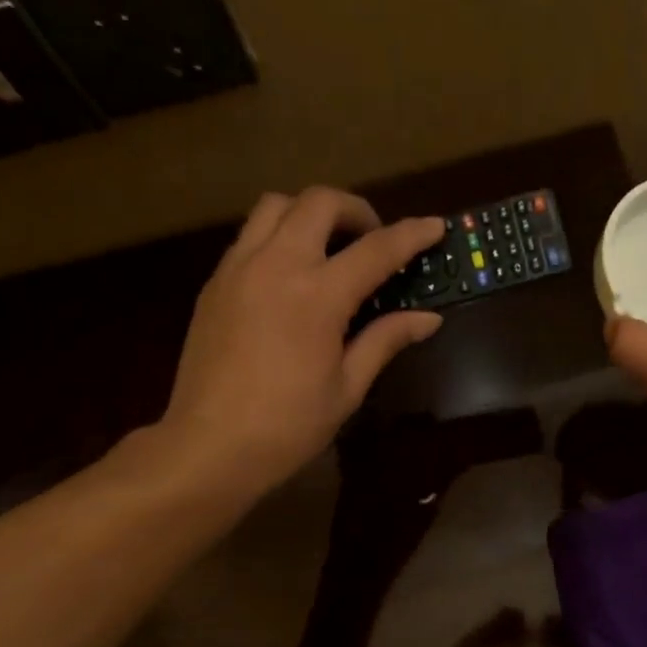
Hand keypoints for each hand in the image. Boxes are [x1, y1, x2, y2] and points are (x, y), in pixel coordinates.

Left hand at [159, 187, 445, 491]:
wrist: (212, 444)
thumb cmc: (289, 426)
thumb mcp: (348, 388)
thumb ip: (385, 341)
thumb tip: (428, 319)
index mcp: (318, 297)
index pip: (376, 250)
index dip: (410, 235)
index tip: (434, 226)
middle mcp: (276, 265)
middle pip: (319, 202)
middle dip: (356, 210)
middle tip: (373, 240)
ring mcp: (238, 267)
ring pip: (277, 205)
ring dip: (311, 213)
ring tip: (329, 247)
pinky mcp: (215, 281)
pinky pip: (250, 235)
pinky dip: (279, 235)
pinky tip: (292, 274)